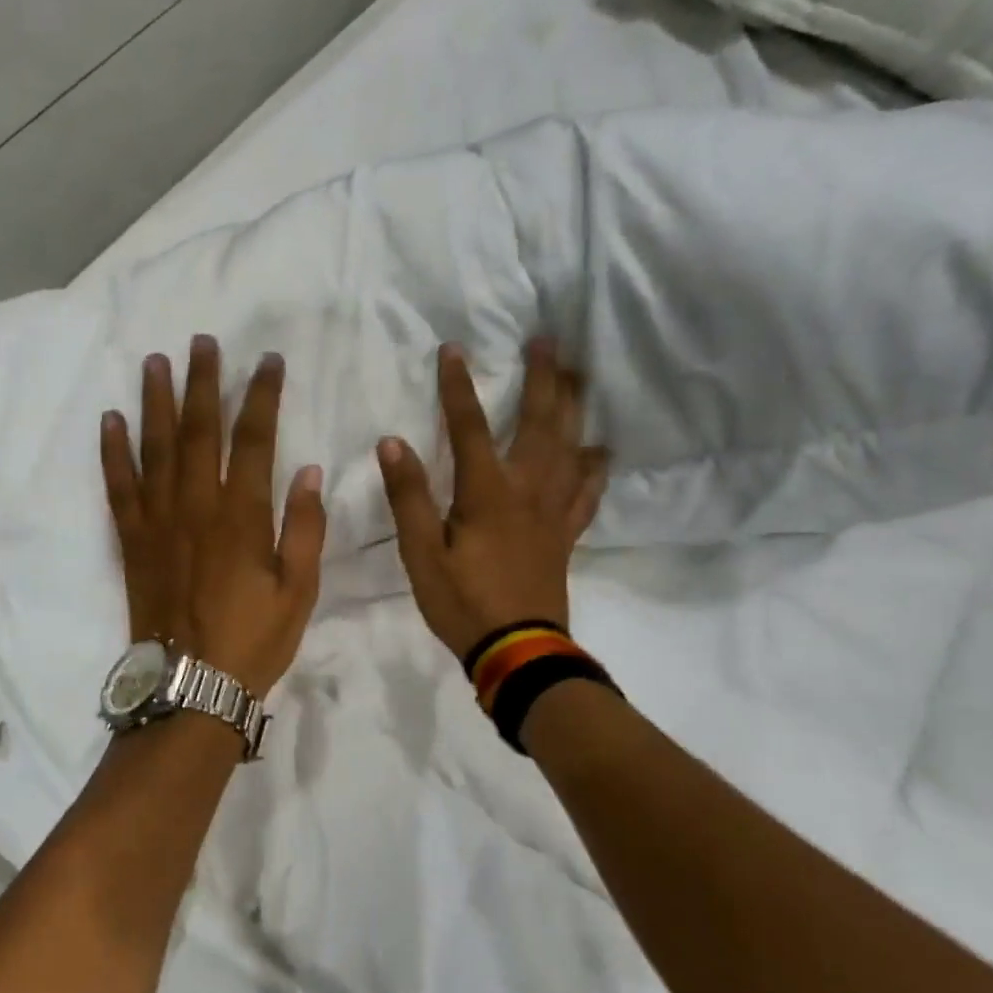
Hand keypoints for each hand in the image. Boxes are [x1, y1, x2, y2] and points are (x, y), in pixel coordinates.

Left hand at [101, 335, 326, 696]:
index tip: (270, 361)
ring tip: (155, 361)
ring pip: (155, 448)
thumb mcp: (299, 590)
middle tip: (203, 341)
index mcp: (243, 516)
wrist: (191, 686)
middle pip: (199, 430)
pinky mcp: (131, 540)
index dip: (263, 396)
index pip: (256, 439)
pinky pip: (118, 486)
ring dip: (156, 401)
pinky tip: (110, 420)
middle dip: (203, 382)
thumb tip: (307, 469)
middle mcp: (196, 506)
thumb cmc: (253, 640)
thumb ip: (305, 527)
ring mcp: (158, 520)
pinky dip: (113, 451)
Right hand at [377, 340, 607, 659]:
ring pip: (571, 448)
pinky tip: (600, 452)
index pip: (470, 427)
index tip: (453, 349)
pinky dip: (595, 467)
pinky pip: (587, 492)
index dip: (458, 387)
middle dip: (543, 378)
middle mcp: (527, 491)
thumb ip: (409, 497)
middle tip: (548, 340)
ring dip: (575, 409)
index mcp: (487, 493)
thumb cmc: (462, 602)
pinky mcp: (564, 534)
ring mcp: (552, 512)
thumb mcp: (420, 553)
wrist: (518, 651)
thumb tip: (392, 443)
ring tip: (580, 377)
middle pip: (540, 424)